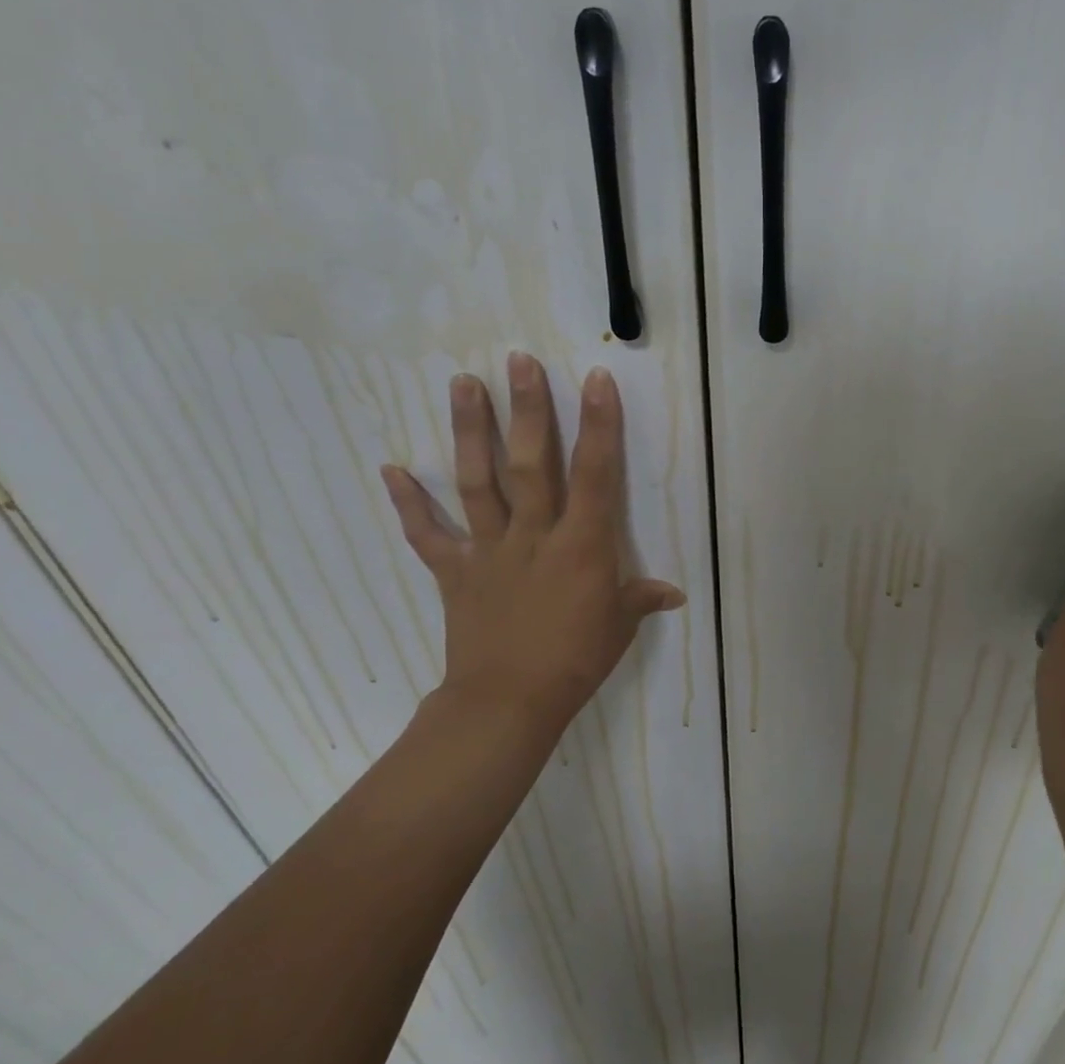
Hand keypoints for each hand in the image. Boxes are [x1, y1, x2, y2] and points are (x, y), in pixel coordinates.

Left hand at [379, 354, 683, 739]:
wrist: (508, 702)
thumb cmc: (575, 660)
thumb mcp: (620, 626)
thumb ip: (642, 598)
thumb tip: (674, 593)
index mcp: (580, 545)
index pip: (594, 474)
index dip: (598, 425)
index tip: (596, 380)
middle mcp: (533, 535)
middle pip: (530, 464)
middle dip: (527, 410)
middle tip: (518, 361)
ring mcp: (489, 550)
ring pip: (478, 482)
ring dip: (470, 431)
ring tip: (463, 383)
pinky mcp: (455, 571)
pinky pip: (429, 534)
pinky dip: (409, 503)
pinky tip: (391, 468)